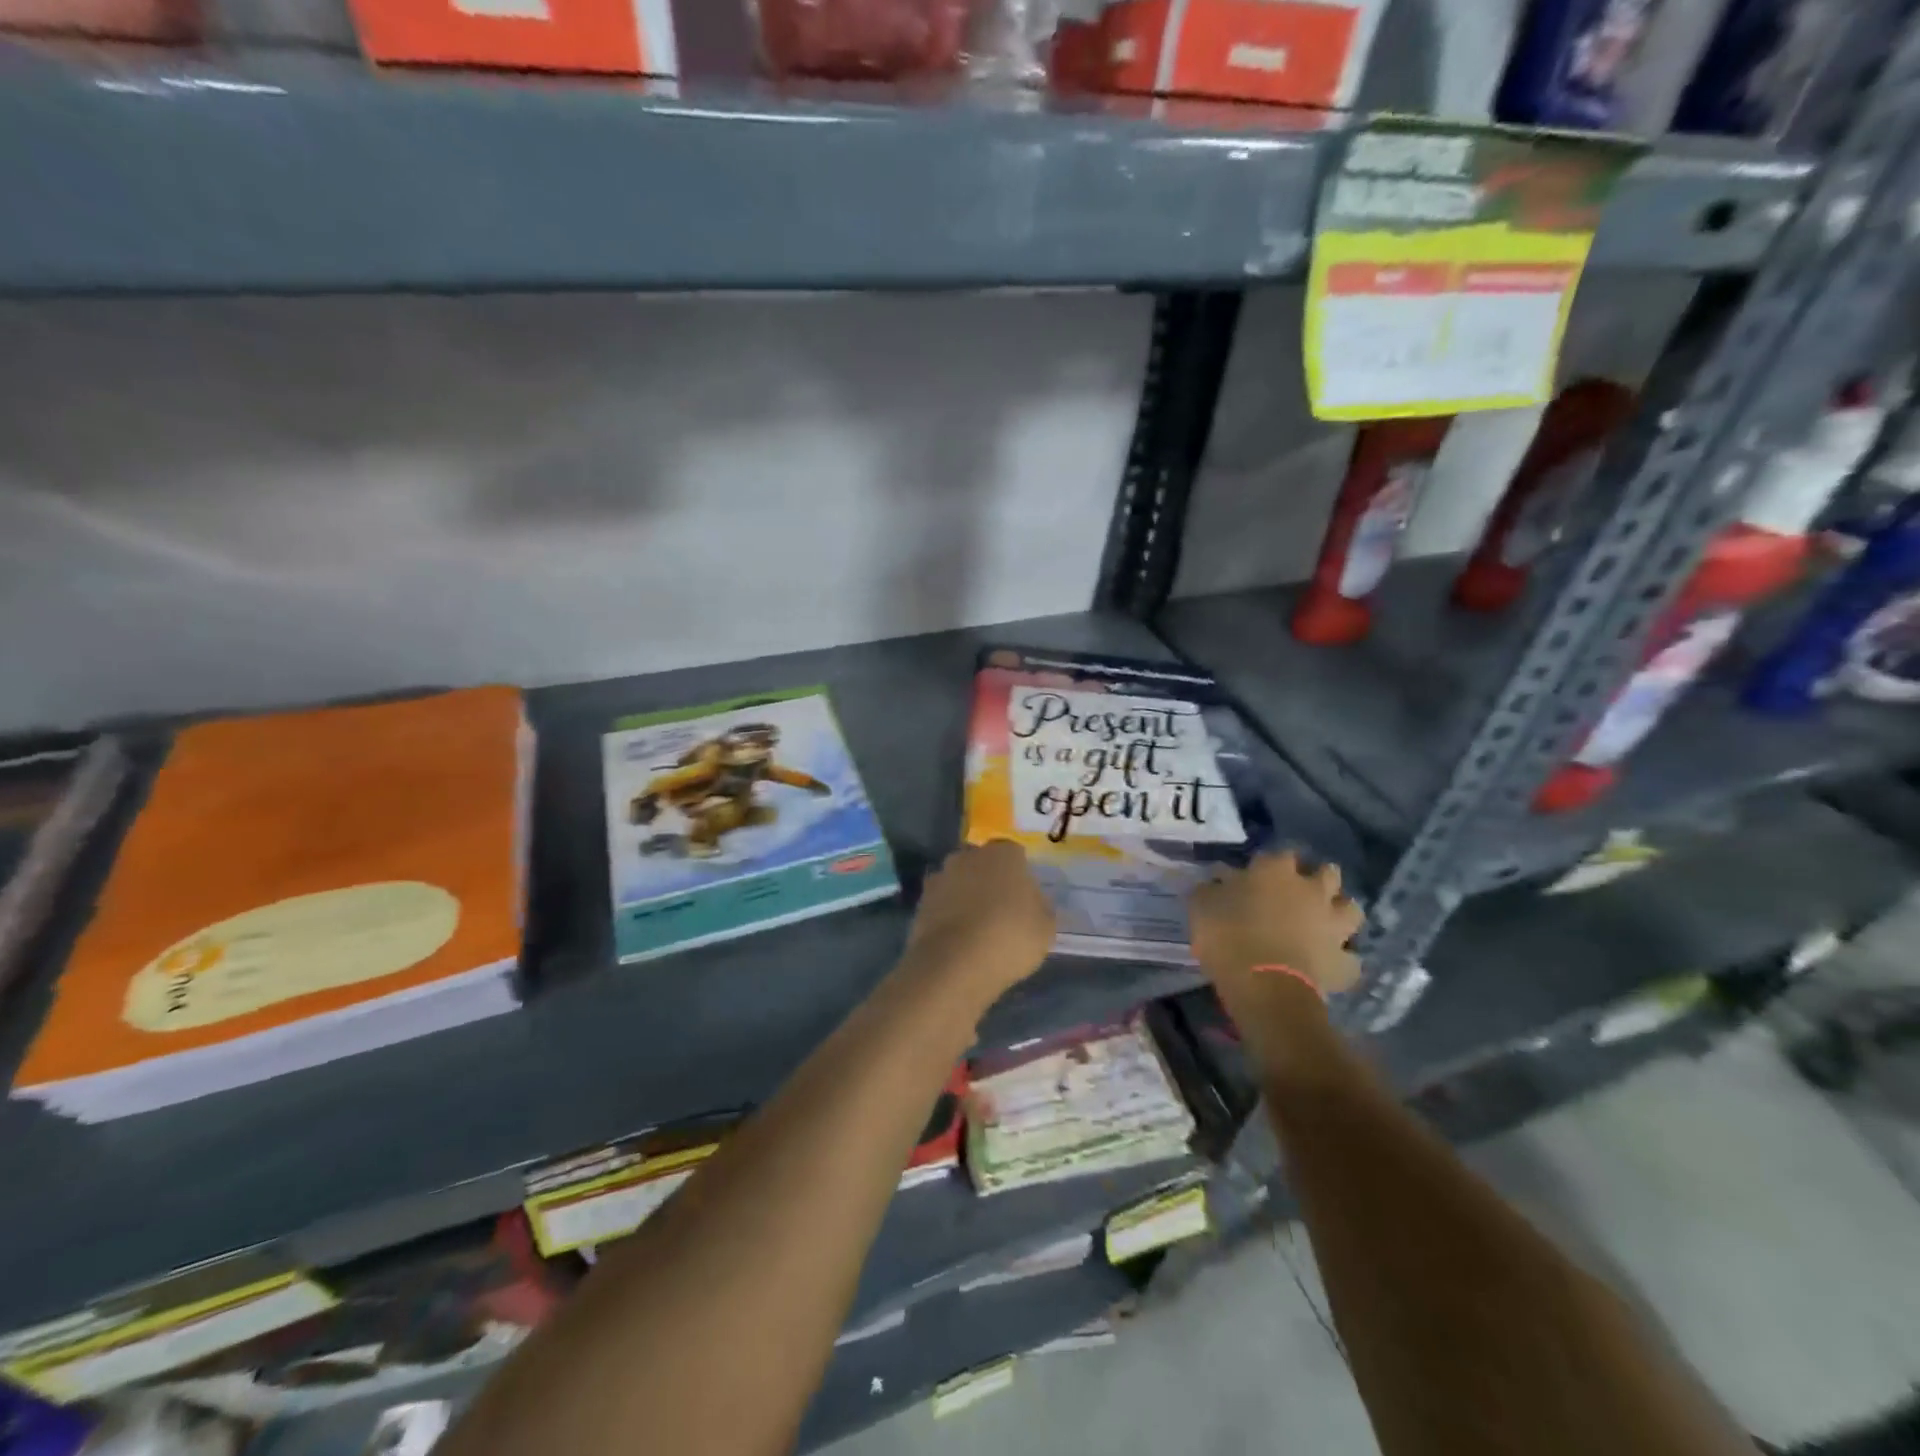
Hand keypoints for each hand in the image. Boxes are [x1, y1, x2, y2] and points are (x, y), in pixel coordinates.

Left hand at [902, 840, 1055, 1009]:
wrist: (954, 964)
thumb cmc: (1010, 938)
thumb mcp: (1045, 927)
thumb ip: (1041, 906)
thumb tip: (1033, 901)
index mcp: (1003, 853)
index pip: (1014, 854)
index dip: (1019, 875)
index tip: (1024, 898)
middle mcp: (968, 856)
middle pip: (983, 863)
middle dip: (990, 880)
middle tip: (1001, 910)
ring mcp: (941, 876)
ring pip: (959, 881)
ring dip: (966, 896)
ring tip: (977, 928)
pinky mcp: (920, 901)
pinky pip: (942, 903)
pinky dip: (948, 915)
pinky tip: (957, 939)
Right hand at [1189, 853, 1361, 1064]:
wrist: (1264, 986)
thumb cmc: (1228, 936)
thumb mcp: (1202, 905)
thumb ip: (1211, 888)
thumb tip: (1217, 881)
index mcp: (1275, 870)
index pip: (1279, 854)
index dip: (1269, 864)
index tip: (1257, 875)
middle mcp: (1311, 890)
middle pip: (1328, 873)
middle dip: (1318, 878)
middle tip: (1299, 893)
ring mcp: (1332, 925)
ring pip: (1351, 909)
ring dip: (1339, 912)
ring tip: (1324, 922)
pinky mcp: (1343, 961)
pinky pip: (1350, 958)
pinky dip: (1342, 959)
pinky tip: (1330, 963)